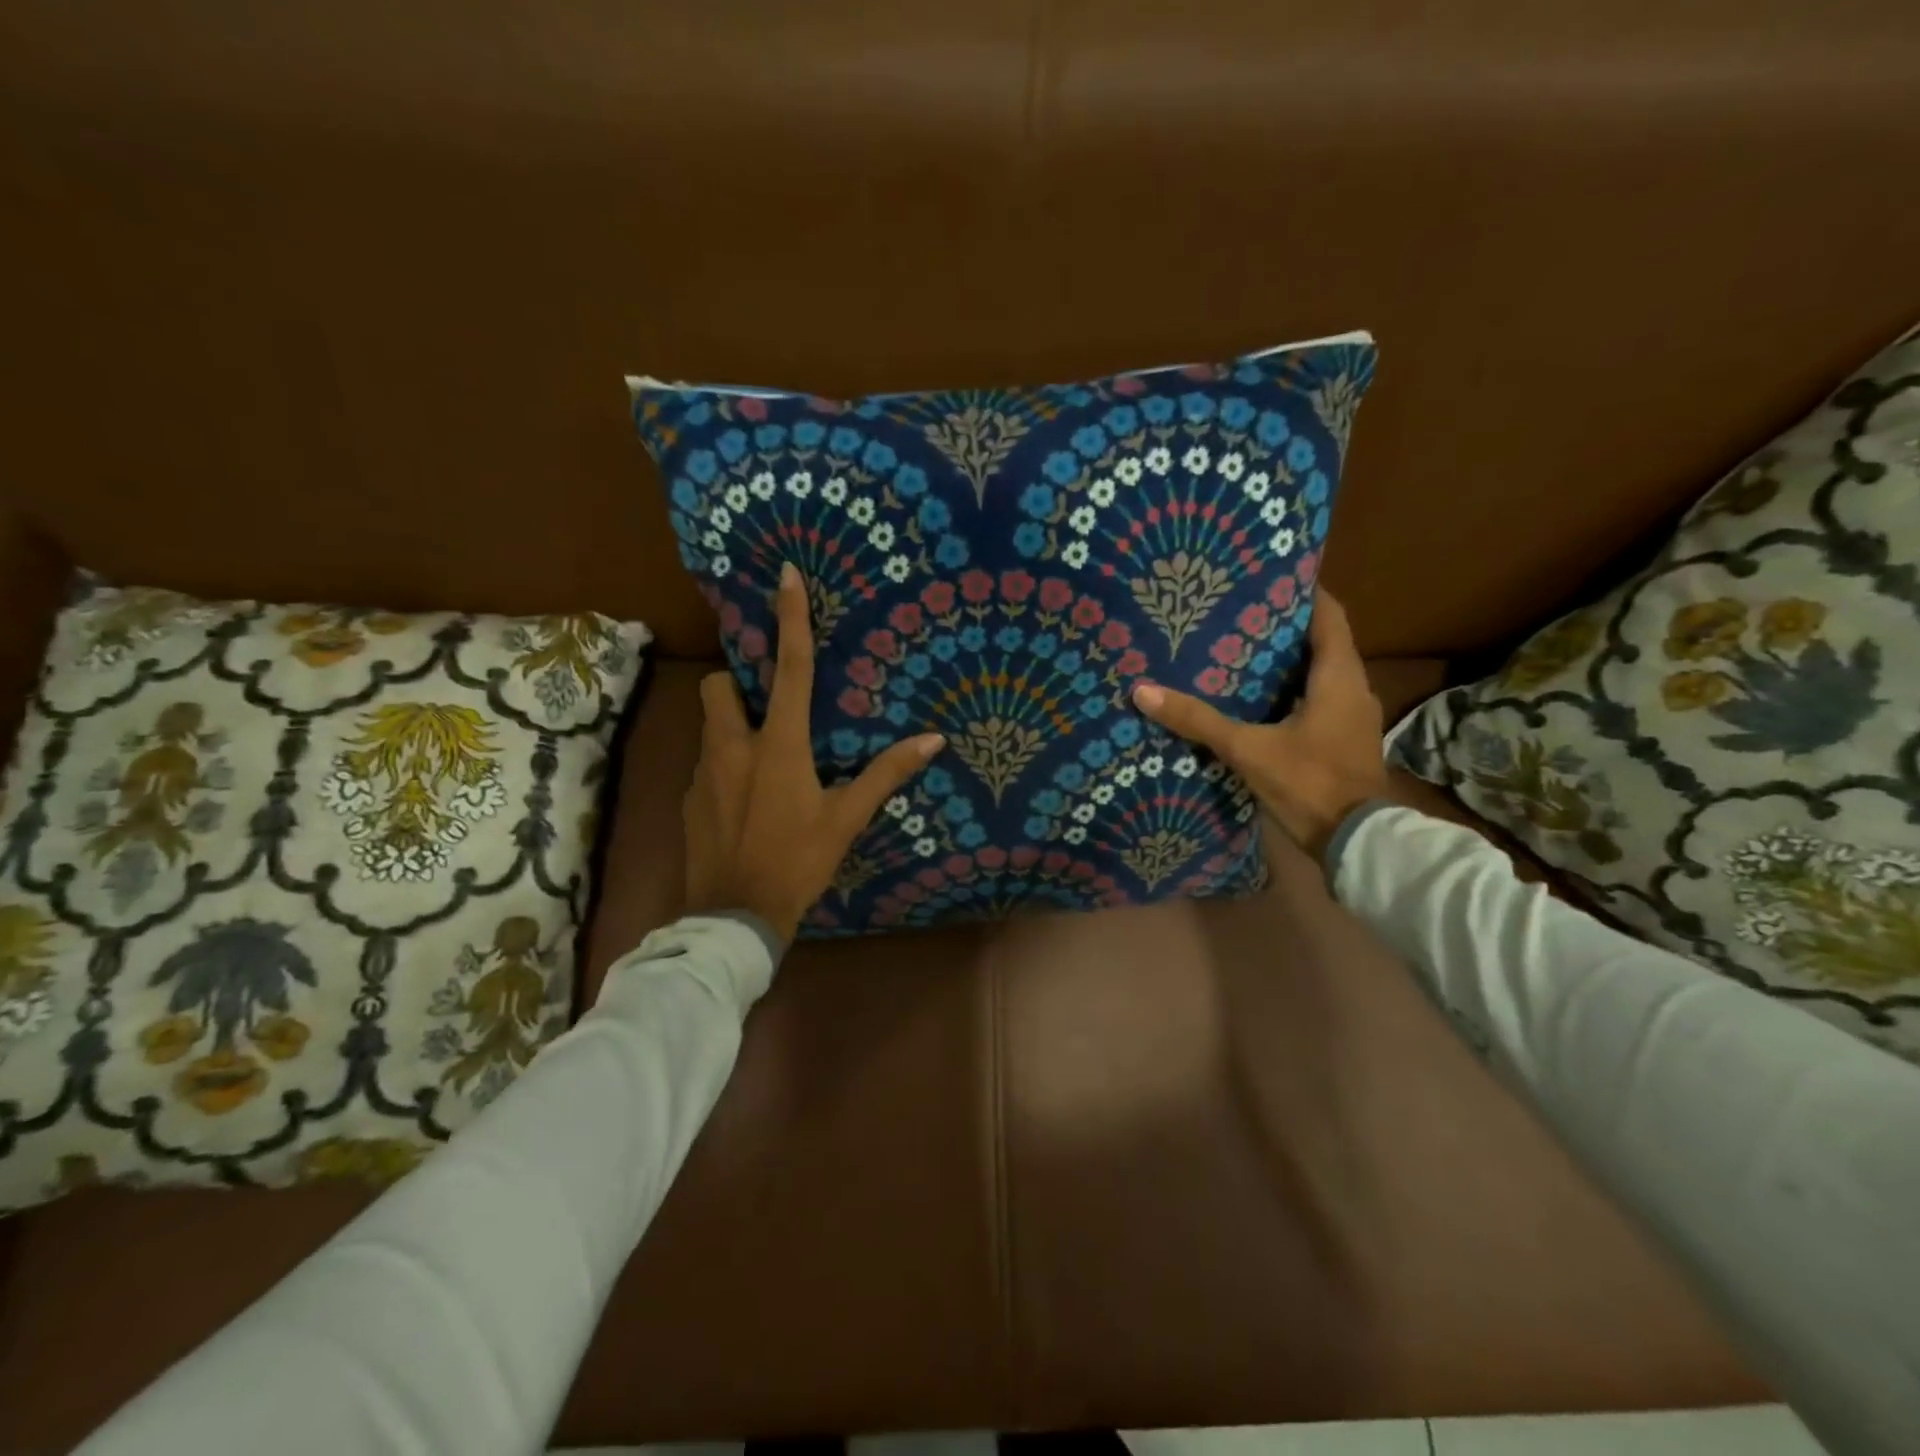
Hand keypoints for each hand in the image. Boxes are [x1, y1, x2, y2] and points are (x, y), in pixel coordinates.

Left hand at [684, 563, 945, 944]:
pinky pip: (706, 764)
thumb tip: (933, 740)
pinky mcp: (689, 799)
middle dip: (738, 683)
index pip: (790, 669)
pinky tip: (743, 800)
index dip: (790, 619)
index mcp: (779, 746)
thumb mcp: (846, 819)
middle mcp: (734, 747)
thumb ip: (885, 774)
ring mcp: (704, 773)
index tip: (785, 574)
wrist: (734, 917)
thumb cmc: (797, 862)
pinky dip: (724, 766)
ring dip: (732, 726)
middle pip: (721, 686)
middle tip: (765, 705)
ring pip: (710, 725)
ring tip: (759, 759)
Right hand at [1131, 590, 1386, 860]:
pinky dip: (1291, 692)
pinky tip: (1257, 700)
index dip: (1304, 592)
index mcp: (1339, 677)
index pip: (1329, 615)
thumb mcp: (1247, 749)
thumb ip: (1198, 720)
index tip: (1269, 576)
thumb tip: (1143, 691)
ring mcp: (1352, 717)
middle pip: (1322, 642)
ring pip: (1320, 674)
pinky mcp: (1343, 740)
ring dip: (1287, 662)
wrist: (1355, 842)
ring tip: (1240, 651)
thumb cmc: (1309, 783)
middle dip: (1284, 627)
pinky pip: (1318, 700)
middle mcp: (1352, 688)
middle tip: (1238, 613)